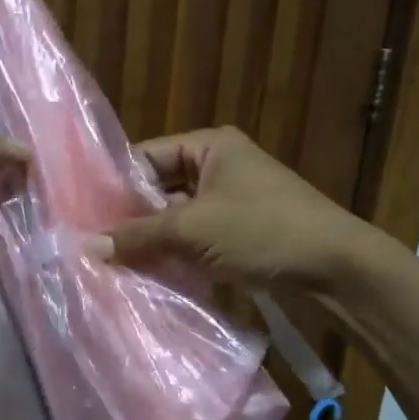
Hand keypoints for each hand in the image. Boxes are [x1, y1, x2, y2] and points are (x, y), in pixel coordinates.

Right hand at [92, 126, 371, 290]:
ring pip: (176, 216)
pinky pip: (196, 237)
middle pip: (159, 187)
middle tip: (92, 242)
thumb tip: (86, 247)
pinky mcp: (241, 232)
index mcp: (209, 146)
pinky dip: (176, 253)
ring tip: (113, 262)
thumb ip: (138, 235)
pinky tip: (148, 274)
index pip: (146, 156)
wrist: (336, 267)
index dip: (115, 184)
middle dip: (131, 217)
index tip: (82, 213)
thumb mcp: (193, 228)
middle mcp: (219, 166)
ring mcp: (232, 200)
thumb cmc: (262, 230)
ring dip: (152, 239)